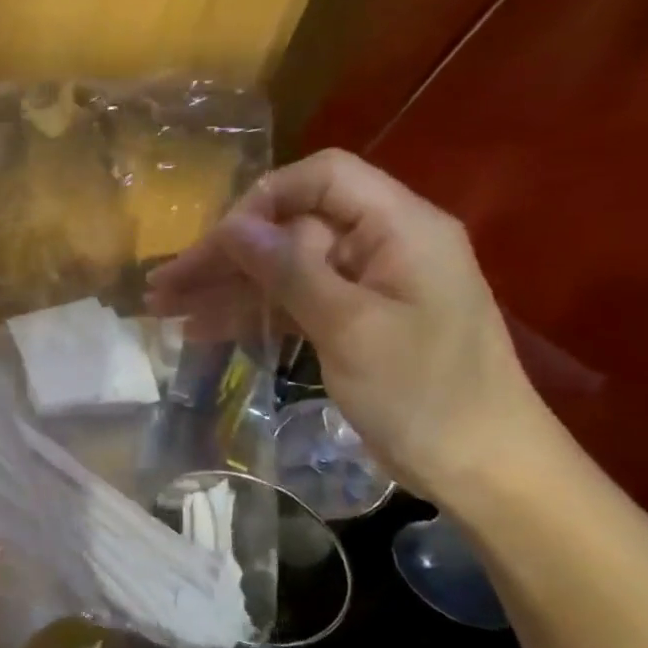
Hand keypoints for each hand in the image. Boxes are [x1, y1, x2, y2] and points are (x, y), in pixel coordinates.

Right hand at [145, 148, 545, 498]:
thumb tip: (233, 225)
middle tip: (164, 284)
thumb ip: (290, 270)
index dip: (263, 199)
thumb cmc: (424, 394)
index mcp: (399, 227)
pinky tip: (200, 329)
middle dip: (226, 254)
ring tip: (162, 308)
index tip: (219, 243)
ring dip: (226, 287)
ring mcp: (365, 285)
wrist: (484, 470)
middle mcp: (380, 244)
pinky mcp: (352, 321)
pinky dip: (250, 314)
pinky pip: (292, 303)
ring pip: (282, 269)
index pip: (321, 178)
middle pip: (290, 228)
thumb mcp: (351, 327)